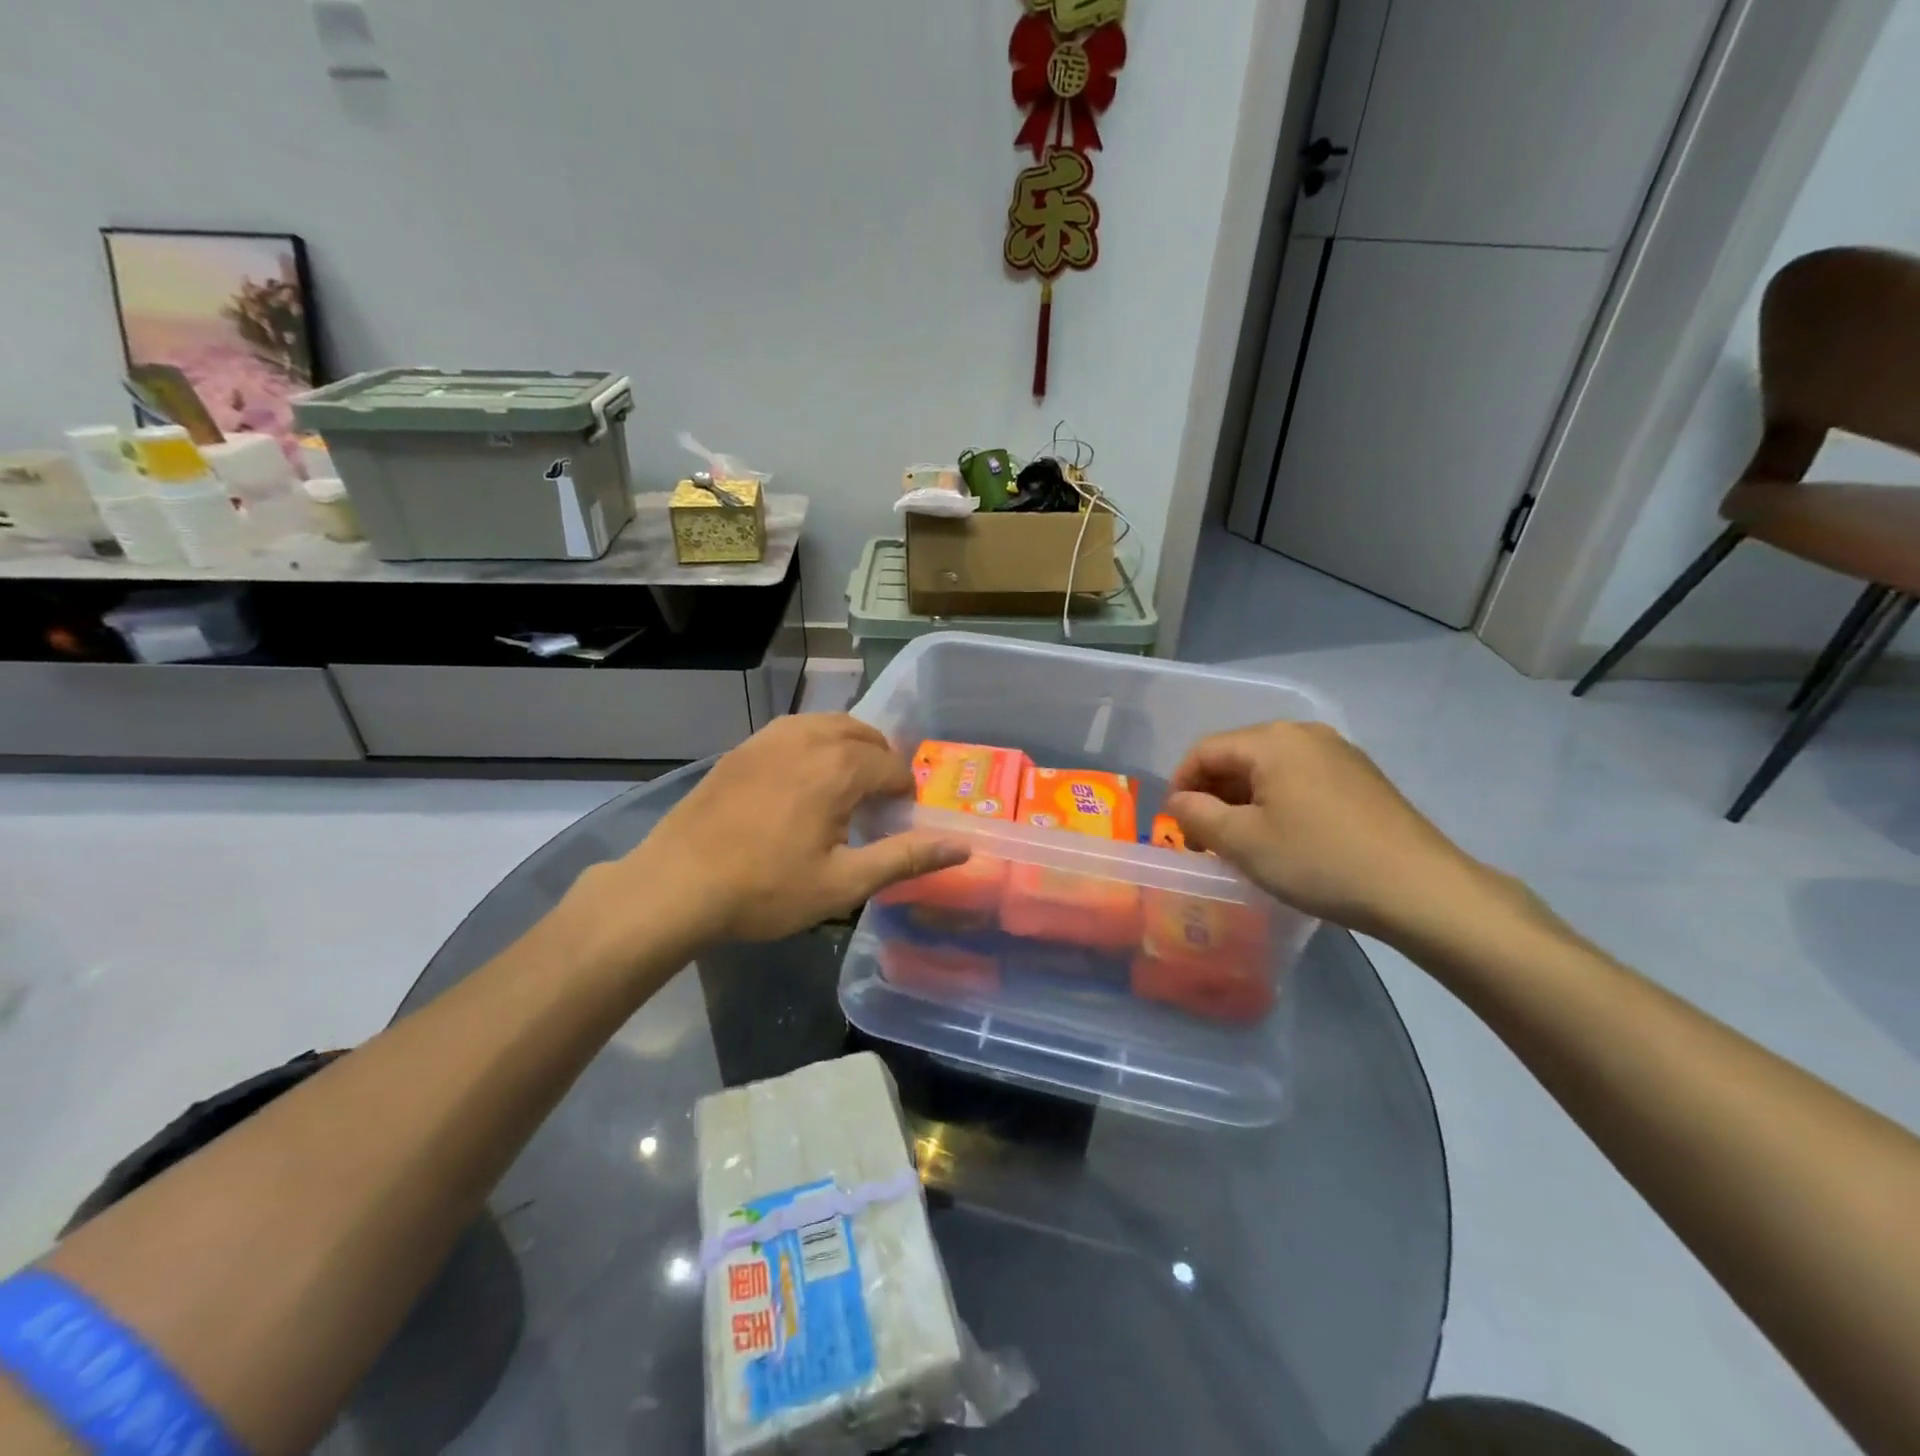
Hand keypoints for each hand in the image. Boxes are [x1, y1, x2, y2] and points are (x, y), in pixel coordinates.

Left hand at [574, 715, 967, 954]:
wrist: (676, 884)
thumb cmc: (766, 889)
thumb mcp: (844, 883)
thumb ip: (906, 858)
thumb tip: (962, 846)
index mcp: (839, 767)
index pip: (892, 766)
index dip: (904, 793)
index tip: (898, 821)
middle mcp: (809, 737)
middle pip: (864, 734)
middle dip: (881, 762)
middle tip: (878, 803)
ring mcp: (770, 737)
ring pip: (828, 724)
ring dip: (849, 747)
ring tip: (845, 786)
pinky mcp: (742, 747)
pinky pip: (794, 730)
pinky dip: (814, 743)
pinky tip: (801, 780)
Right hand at [1165, 721, 1508, 941]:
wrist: (1419, 888)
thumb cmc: (1318, 860)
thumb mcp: (1242, 841)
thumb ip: (1196, 814)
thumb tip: (1179, 801)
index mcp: (1272, 740)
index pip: (1205, 750)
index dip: (1180, 784)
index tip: (1175, 826)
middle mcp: (1305, 734)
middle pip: (1238, 756)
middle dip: (1212, 794)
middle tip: (1205, 839)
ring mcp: (1339, 754)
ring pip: (1270, 770)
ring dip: (1244, 801)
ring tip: (1241, 843)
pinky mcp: (1361, 778)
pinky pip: (1301, 780)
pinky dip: (1278, 803)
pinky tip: (1284, 839)